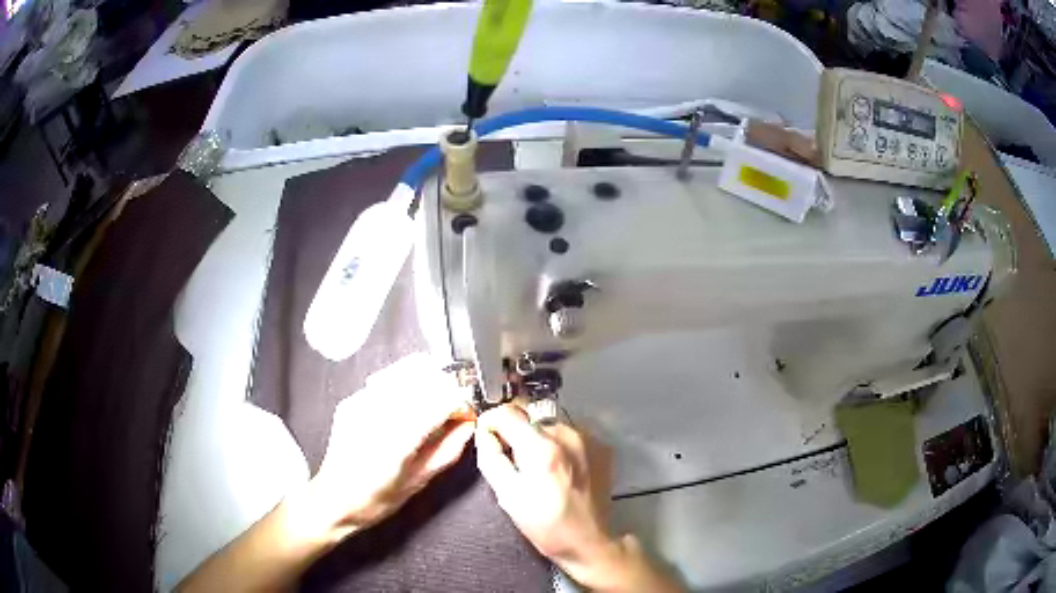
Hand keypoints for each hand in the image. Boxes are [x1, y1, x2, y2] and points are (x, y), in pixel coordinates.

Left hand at [302, 354, 475, 541]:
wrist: (333, 499)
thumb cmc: (375, 500)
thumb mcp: (418, 482)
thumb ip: (447, 451)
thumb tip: (468, 427)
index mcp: (396, 441)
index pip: (439, 402)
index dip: (460, 404)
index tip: (467, 414)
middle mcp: (376, 415)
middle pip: (423, 381)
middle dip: (445, 391)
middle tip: (453, 412)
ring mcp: (360, 404)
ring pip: (405, 376)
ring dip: (426, 387)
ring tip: (432, 410)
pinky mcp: (351, 402)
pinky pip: (385, 384)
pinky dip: (404, 391)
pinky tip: (407, 410)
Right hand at [475, 405, 681, 591]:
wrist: (589, 540)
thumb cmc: (544, 524)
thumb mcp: (508, 496)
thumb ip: (491, 458)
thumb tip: (484, 432)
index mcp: (542, 448)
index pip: (507, 412)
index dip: (491, 421)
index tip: (487, 436)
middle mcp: (568, 434)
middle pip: (529, 418)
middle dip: (516, 434)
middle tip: (514, 461)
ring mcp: (588, 438)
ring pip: (550, 425)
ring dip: (539, 439)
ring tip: (540, 468)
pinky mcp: (601, 446)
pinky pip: (570, 434)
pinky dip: (559, 445)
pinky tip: (561, 469)